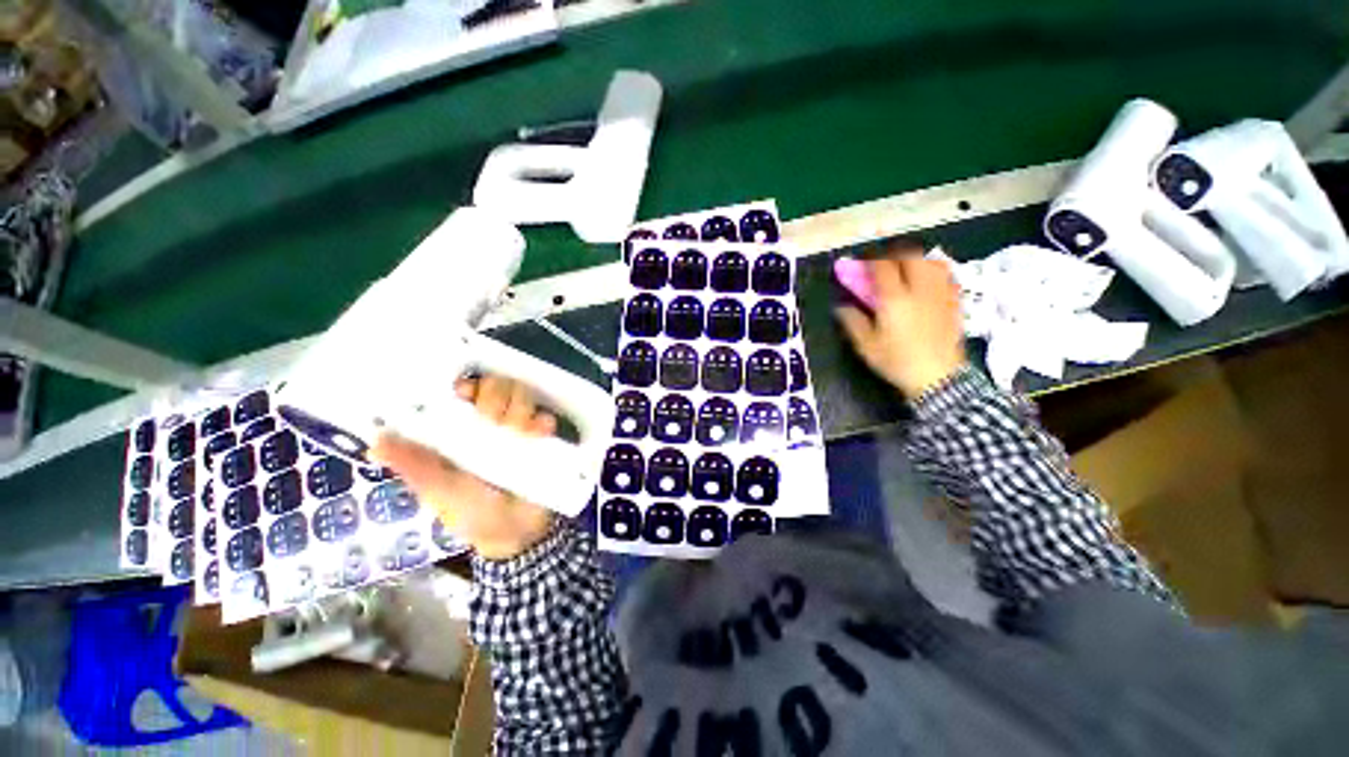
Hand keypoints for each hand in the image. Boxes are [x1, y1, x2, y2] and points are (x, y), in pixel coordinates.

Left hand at [369, 375, 556, 560]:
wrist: (516, 534)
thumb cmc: (473, 514)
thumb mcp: (441, 491)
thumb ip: (416, 467)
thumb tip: (376, 441)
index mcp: (461, 432)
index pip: (464, 393)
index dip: (467, 386)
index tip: (466, 394)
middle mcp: (491, 425)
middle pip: (497, 386)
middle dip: (496, 396)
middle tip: (493, 419)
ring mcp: (520, 430)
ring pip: (522, 396)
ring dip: (519, 407)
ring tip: (518, 432)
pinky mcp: (543, 440)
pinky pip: (546, 418)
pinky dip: (542, 421)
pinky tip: (539, 434)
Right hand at [835, 243, 966, 398]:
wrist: (938, 377)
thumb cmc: (897, 361)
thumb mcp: (866, 346)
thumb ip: (853, 322)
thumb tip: (841, 307)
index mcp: (894, 299)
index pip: (882, 267)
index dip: (870, 259)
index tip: (862, 261)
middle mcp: (919, 289)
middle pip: (910, 256)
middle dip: (894, 253)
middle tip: (883, 261)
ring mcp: (940, 294)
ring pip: (930, 262)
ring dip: (915, 258)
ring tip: (905, 266)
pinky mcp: (954, 302)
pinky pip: (946, 275)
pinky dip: (934, 269)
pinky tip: (928, 278)